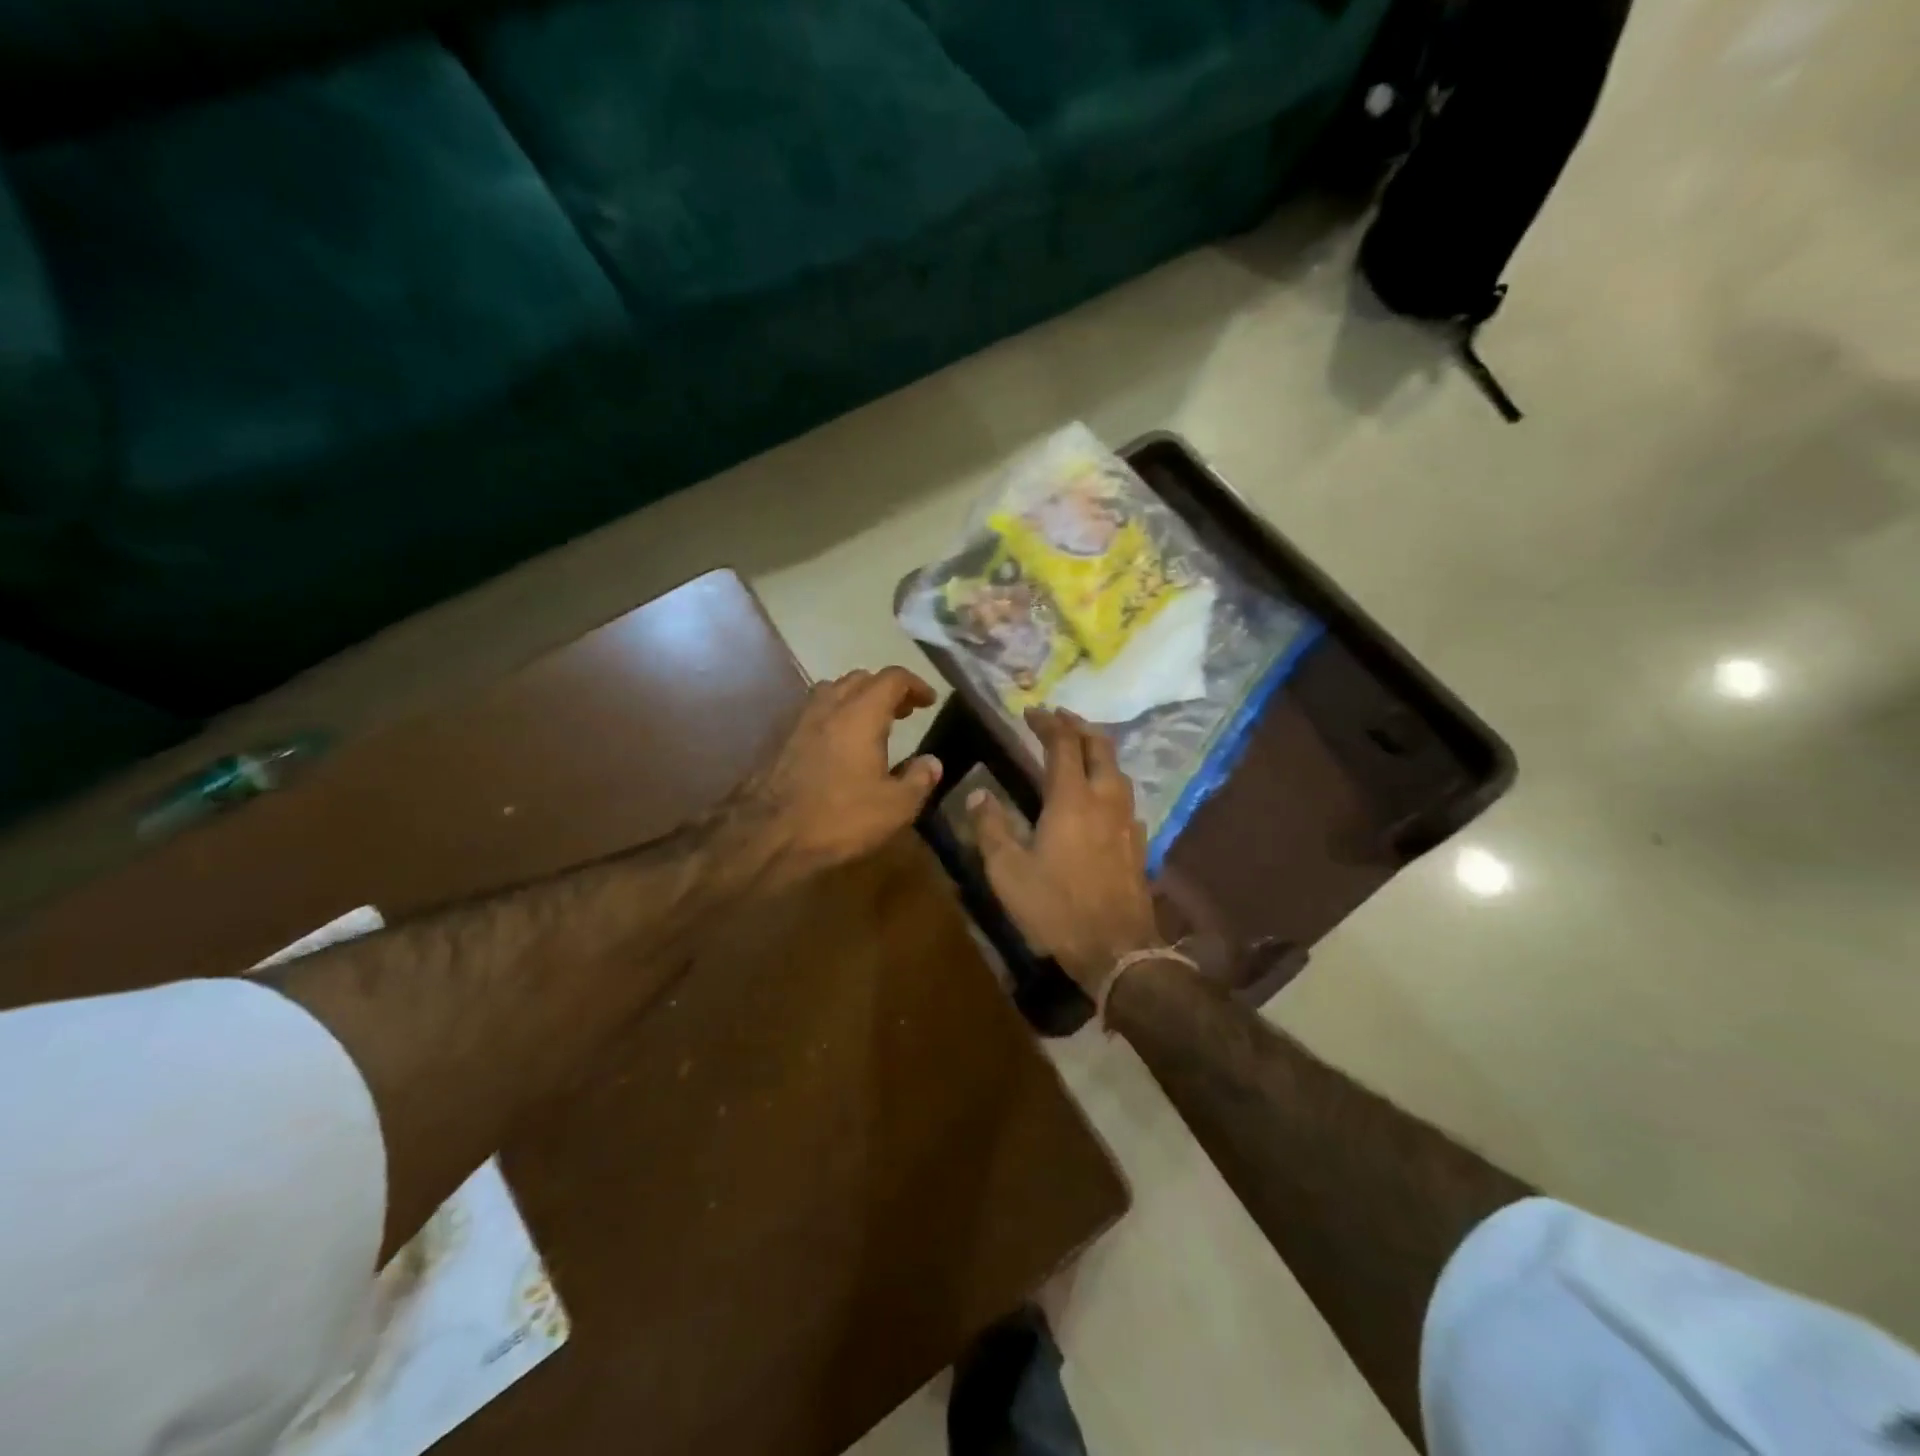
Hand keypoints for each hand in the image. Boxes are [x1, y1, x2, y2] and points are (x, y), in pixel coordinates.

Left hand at [733, 666, 942, 886]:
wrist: (767, 836)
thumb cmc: (839, 818)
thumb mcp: (895, 807)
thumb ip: (919, 779)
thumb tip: (932, 762)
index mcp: (861, 714)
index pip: (892, 679)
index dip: (915, 685)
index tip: (930, 701)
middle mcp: (829, 706)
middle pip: (860, 679)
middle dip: (886, 690)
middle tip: (903, 712)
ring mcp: (799, 720)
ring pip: (832, 691)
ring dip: (855, 699)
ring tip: (870, 724)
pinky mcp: (780, 739)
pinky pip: (813, 712)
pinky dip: (833, 716)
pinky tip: (838, 745)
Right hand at [968, 708, 1159, 995]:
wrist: (1116, 949)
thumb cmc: (1056, 907)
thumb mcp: (1008, 871)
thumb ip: (991, 828)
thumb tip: (979, 794)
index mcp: (1072, 798)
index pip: (1062, 744)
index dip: (1048, 723)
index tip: (1032, 711)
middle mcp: (1105, 799)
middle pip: (1100, 747)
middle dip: (1080, 726)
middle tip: (1061, 717)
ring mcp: (1127, 821)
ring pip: (1118, 770)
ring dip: (1099, 751)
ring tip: (1082, 749)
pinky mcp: (1139, 843)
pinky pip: (1126, 798)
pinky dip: (1111, 783)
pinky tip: (1102, 799)